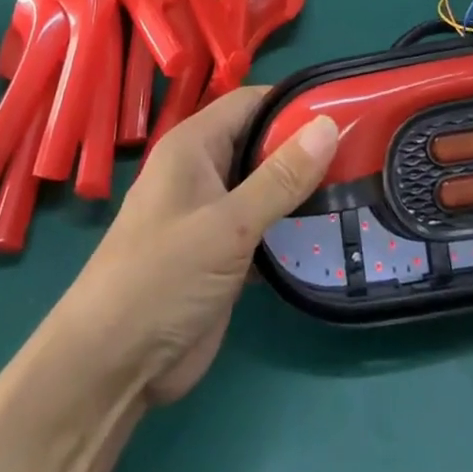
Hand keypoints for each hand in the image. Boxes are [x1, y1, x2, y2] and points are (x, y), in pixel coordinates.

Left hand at [56, 88, 338, 405]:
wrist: (111, 368)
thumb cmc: (162, 277)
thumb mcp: (228, 225)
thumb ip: (281, 177)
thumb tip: (329, 125)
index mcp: (194, 145)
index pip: (251, 103)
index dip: (293, 103)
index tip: (345, 109)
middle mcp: (203, 170)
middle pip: (261, 143)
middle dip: (305, 148)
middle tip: (361, 151)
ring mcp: (212, 214)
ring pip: (265, 186)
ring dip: (302, 190)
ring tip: (358, 186)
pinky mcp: (222, 254)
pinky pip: (264, 226)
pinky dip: (291, 228)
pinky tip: (331, 232)